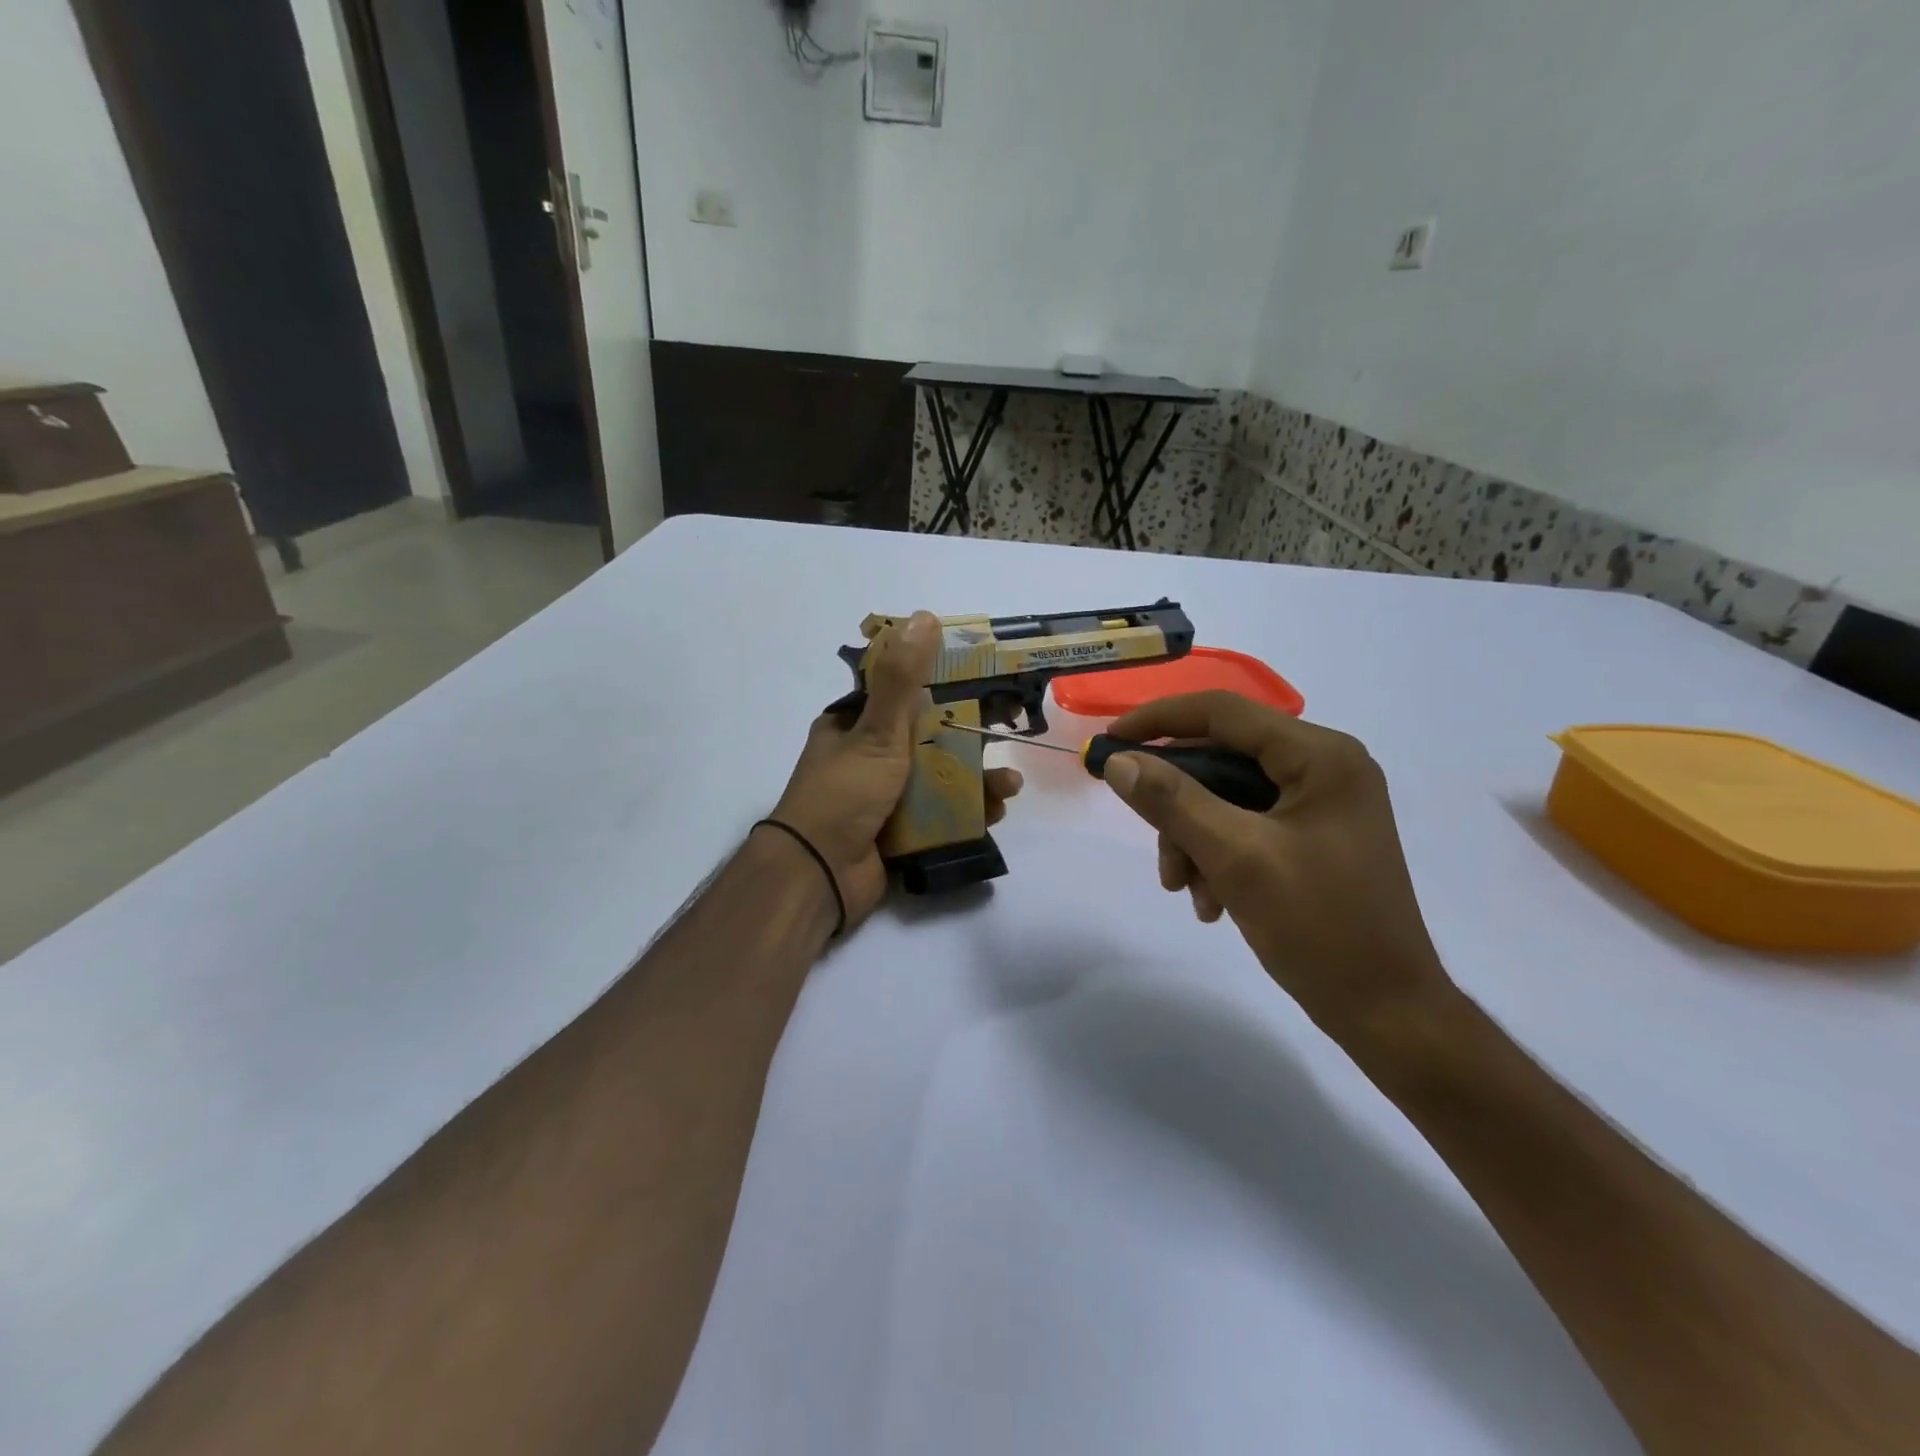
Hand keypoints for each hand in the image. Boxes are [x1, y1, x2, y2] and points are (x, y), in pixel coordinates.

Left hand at [769, 611, 1022, 929]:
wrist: (819, 874)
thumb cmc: (844, 793)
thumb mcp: (876, 731)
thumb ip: (902, 678)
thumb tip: (924, 616)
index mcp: (852, 726)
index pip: (902, 694)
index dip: (943, 686)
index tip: (983, 685)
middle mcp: (867, 758)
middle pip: (929, 739)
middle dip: (969, 739)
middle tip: (1007, 734)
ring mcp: (884, 798)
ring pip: (939, 780)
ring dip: (977, 780)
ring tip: (1009, 785)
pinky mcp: (898, 833)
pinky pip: (939, 816)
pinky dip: (967, 812)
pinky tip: (996, 812)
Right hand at [1101, 691, 1448, 1032]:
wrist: (1388, 1013)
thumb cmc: (1320, 926)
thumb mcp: (1236, 857)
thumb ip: (1173, 802)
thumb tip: (1117, 761)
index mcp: (1320, 756)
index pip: (1223, 712)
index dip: (1158, 720)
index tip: (1109, 743)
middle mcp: (1324, 767)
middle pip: (1222, 760)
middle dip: (1178, 805)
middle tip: (1149, 840)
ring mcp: (1320, 804)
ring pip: (1226, 798)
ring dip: (1193, 839)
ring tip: (1186, 890)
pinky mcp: (1312, 837)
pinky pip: (1244, 826)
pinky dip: (1217, 856)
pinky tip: (1212, 902)